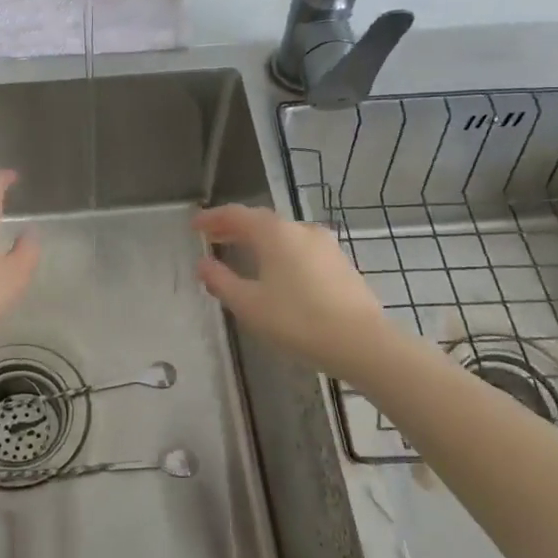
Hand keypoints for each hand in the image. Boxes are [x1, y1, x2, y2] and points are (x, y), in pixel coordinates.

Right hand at [193, 204, 399, 376]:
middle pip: (260, 221)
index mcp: (275, 232)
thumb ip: (221, 281)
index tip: (195, 225)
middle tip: (212, 237)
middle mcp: (300, 229)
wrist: (362, 343)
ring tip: (241, 254)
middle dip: (234, 228)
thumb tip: (203, 264)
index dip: (212, 218)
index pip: (236, 214)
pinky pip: (300, 249)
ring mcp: (325, 245)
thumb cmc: (298, 321)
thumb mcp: (249, 304)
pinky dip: (279, 252)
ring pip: (283, 235)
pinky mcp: (340, 263)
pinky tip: (275, 272)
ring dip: (258, 240)